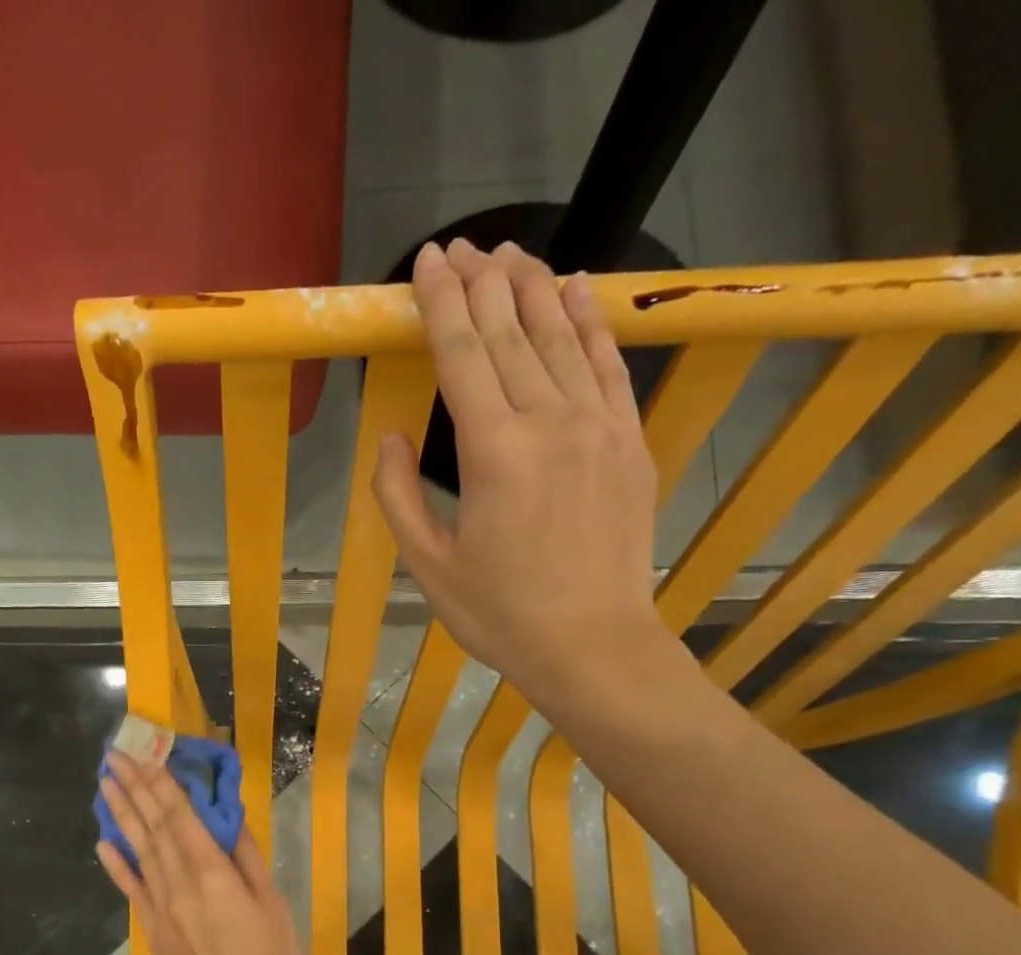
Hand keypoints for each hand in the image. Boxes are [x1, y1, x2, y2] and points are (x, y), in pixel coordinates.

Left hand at [95, 751, 304, 954]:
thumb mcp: (272, 904)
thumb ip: (248, 858)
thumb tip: (229, 818)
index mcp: (211, 871)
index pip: (179, 815)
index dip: (160, 781)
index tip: (143, 753)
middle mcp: (178, 881)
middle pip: (152, 825)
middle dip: (133, 787)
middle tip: (113, 756)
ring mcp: (160, 906)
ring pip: (138, 849)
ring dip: (120, 815)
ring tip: (105, 785)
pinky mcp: (152, 930)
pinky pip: (131, 889)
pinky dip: (116, 864)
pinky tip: (102, 843)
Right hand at [373, 237, 668, 713]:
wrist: (592, 643)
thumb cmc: (500, 613)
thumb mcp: (429, 565)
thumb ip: (400, 497)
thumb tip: (391, 438)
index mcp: (492, 453)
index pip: (462, 357)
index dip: (441, 304)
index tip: (428, 261)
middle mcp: (548, 422)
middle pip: (511, 334)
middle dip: (481, 284)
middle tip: (460, 245)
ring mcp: (597, 426)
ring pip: (561, 337)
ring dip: (531, 289)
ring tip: (509, 252)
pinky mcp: (629, 440)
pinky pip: (609, 364)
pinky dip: (592, 321)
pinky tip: (577, 288)